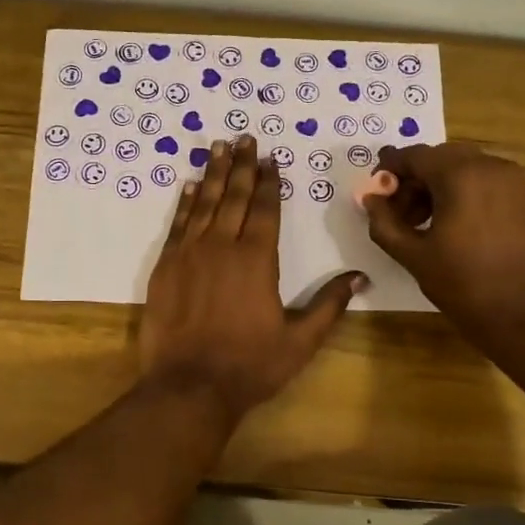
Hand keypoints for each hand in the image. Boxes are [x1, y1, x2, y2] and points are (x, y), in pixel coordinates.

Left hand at [140, 135, 364, 421]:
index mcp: (257, 260)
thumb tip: (359, 277)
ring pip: (204, 204)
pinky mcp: (165, 268)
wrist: (189, 386)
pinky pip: (178, 225)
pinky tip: (189, 187)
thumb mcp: (300, 341)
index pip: (266, 209)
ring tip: (218, 148)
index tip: (271, 158)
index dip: (270, 182)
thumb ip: (329, 305)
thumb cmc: (250, 366)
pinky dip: (185, 203)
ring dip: (213, 175)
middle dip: (242, 166)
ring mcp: (189, 255)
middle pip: (235, 197)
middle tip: (243, 138)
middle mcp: (222, 247)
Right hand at [363, 142, 524, 332]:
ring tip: (424, 224)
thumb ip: (385, 223)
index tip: (375, 191)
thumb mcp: (413, 256)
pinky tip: (454, 227)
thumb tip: (370, 200)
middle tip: (398, 213)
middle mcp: (491, 166)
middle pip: (441, 158)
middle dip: (415, 180)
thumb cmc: (464, 285)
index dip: (390, 169)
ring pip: (466, 168)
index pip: (415, 156)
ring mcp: (515, 181)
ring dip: (439, 187)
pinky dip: (464, 193)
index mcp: (461, 175)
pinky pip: (487, 182)